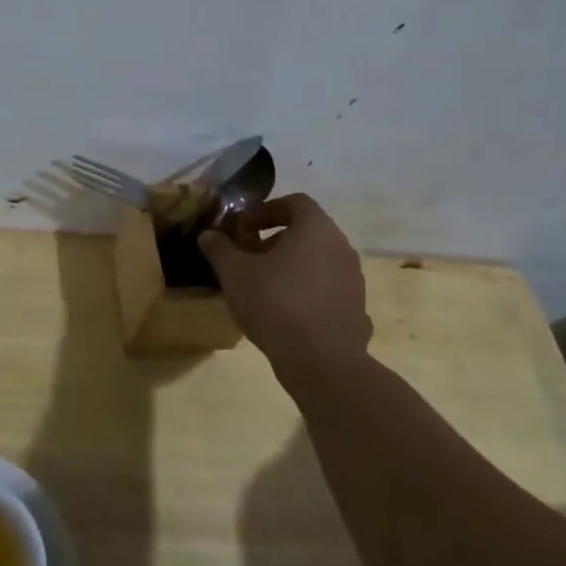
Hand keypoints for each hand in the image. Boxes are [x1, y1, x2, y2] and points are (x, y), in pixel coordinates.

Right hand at [199, 194, 371, 372]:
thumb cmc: (276, 303)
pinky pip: (329, 291)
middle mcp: (341, 248)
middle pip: (308, 232)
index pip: (295, 202)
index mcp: (316, 229)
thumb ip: (220, 249)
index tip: (244, 226)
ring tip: (265, 285)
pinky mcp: (357, 311)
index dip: (266, 210)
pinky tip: (287, 313)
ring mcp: (354, 281)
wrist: (322, 363)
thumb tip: (208, 235)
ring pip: (319, 261)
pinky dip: (308, 292)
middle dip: (276, 239)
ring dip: (293, 266)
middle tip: (250, 255)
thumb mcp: (235, 273)